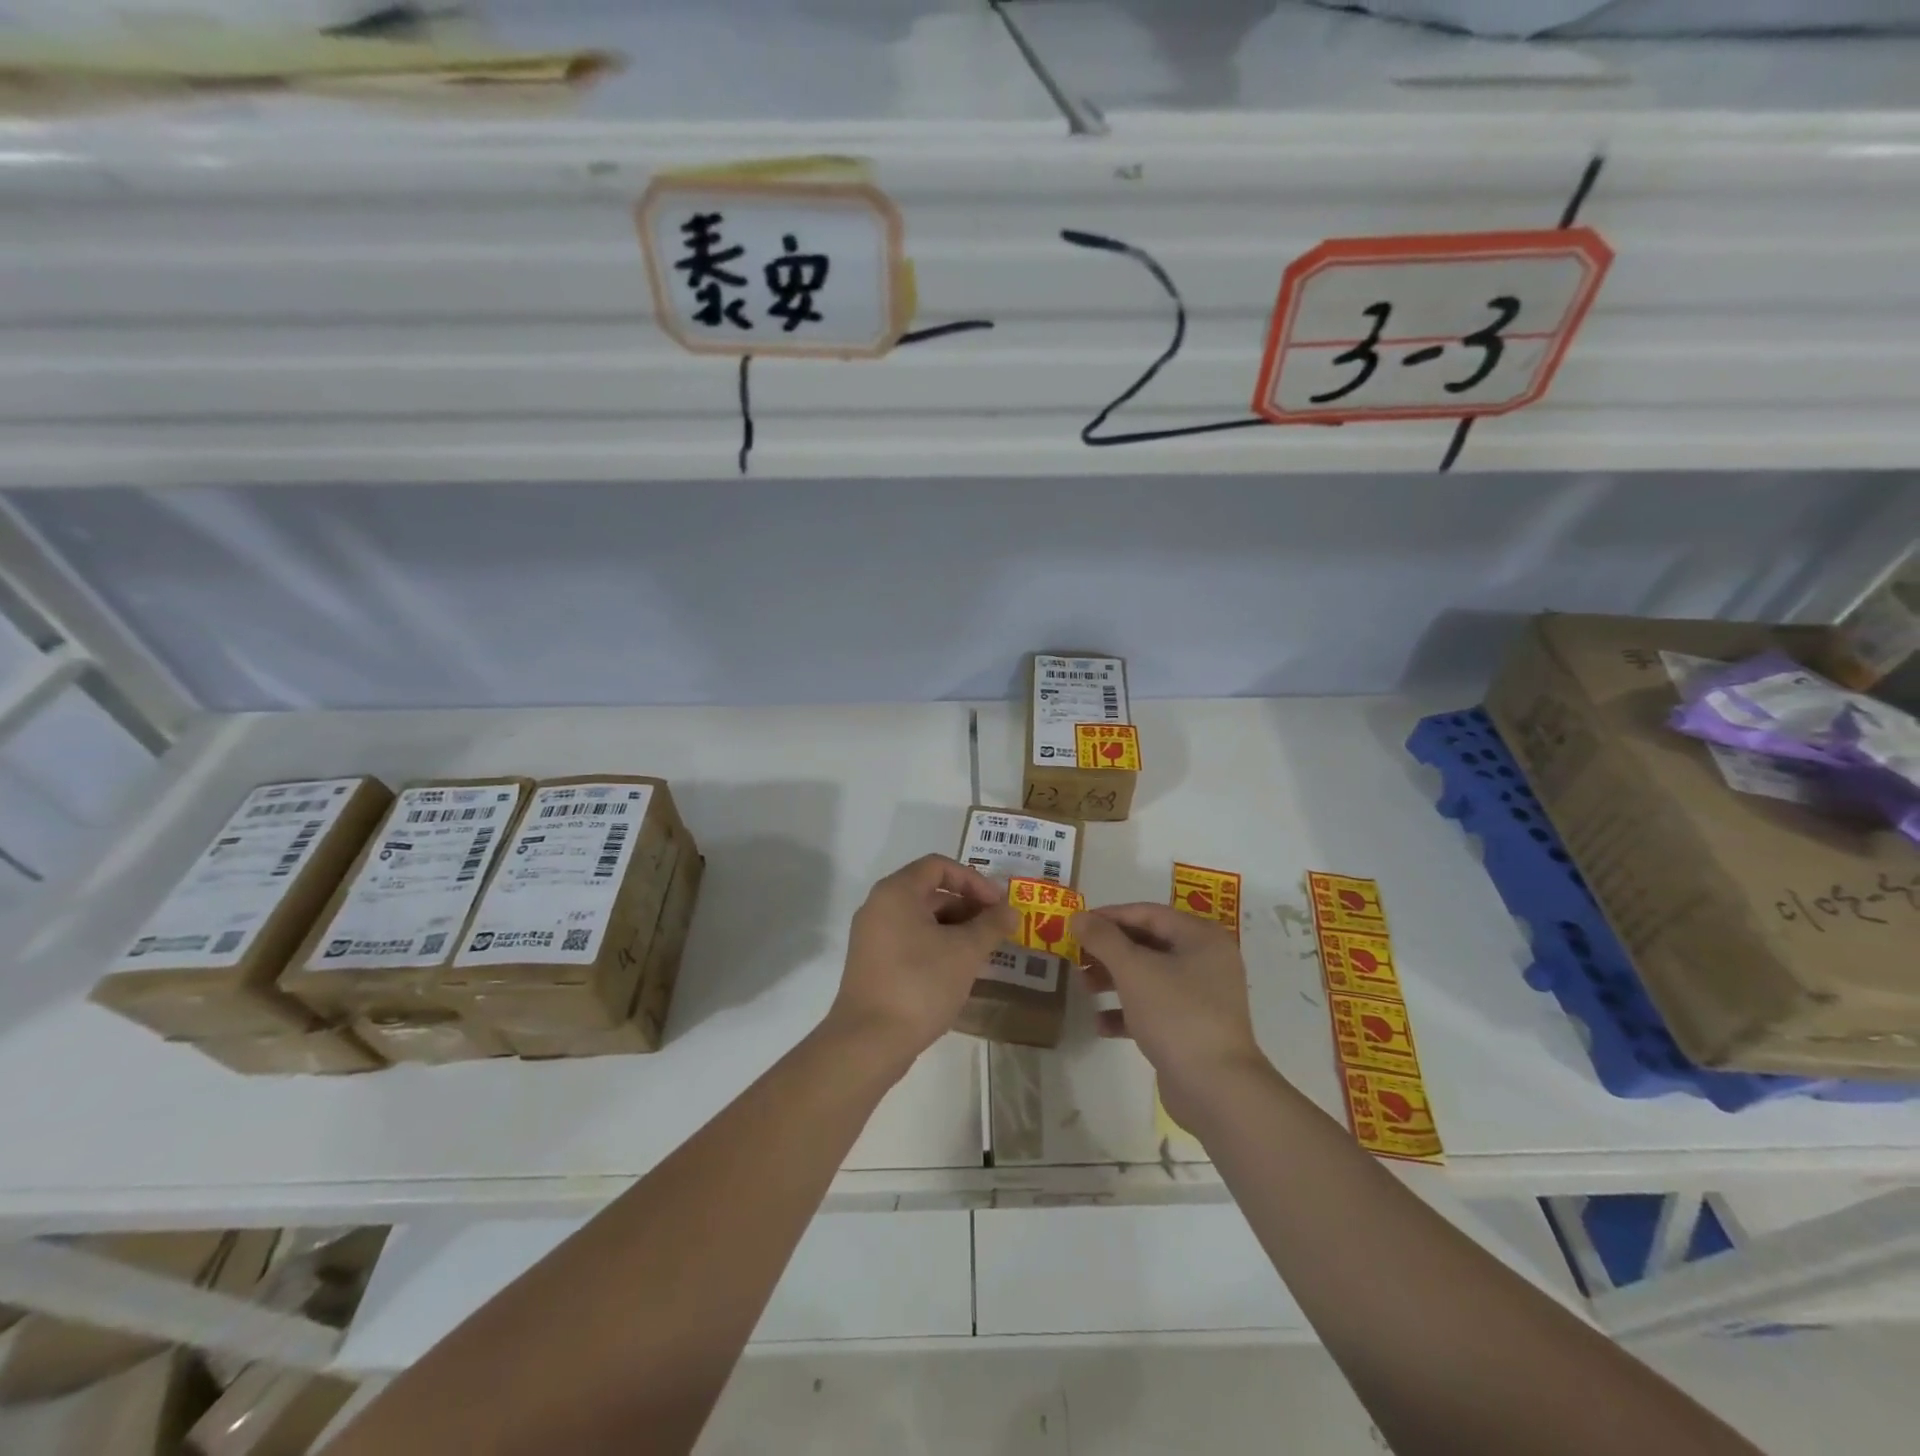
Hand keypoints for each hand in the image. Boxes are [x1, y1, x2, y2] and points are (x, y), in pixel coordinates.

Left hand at [826, 855, 1017, 1067]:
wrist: (869, 1041)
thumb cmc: (919, 984)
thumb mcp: (965, 952)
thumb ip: (991, 925)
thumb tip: (1011, 911)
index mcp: (896, 892)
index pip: (939, 866)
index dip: (973, 880)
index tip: (998, 904)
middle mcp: (879, 906)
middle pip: (930, 891)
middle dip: (967, 906)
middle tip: (996, 929)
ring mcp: (872, 936)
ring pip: (921, 919)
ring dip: (955, 929)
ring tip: (984, 952)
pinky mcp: (873, 963)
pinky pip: (910, 941)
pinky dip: (937, 946)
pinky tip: (959, 970)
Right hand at [1073, 903, 1268, 1117]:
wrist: (1216, 1089)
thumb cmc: (1176, 1015)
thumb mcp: (1134, 970)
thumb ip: (1103, 939)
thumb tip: (1078, 916)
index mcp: (1200, 937)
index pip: (1148, 913)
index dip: (1109, 916)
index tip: (1077, 924)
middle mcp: (1206, 961)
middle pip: (1148, 944)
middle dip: (1109, 950)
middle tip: (1076, 956)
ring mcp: (1201, 996)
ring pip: (1149, 976)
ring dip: (1114, 979)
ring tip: (1083, 987)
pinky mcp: (1192, 1027)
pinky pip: (1155, 1008)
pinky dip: (1128, 1011)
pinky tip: (1101, 1024)